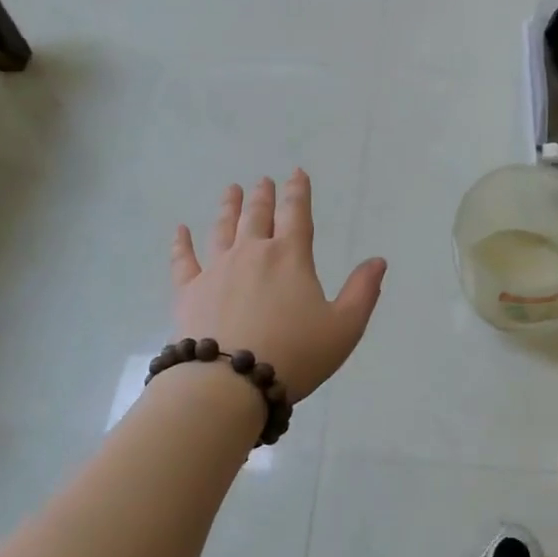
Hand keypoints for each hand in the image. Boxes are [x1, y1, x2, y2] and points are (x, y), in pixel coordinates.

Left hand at [171, 172, 385, 402]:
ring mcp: (216, 270)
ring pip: (222, 229)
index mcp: (290, 257)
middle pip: (258, 216)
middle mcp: (252, 253)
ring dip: (228, 208)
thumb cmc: (294, 354)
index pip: (297, 214)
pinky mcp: (188, 291)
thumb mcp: (344, 327)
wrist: (228, 383)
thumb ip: (363, 291)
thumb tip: (377, 261)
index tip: (297, 173)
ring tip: (231, 191)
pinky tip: (180, 231)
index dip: (299, 192)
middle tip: (263, 181)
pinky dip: (181, 243)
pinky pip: (183, 260)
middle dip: (263, 196)